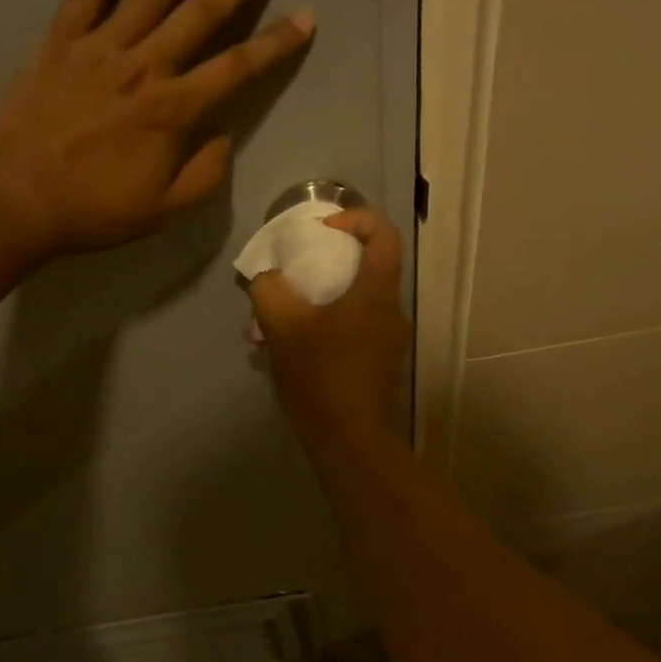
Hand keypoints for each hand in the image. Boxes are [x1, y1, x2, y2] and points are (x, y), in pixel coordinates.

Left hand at [0, 0, 312, 260]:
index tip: (307, 15)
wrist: (13, 198)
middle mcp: (145, 66)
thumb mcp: (163, 210)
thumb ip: (204, 173)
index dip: (276, 43)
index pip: (238, 68)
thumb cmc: (93, 209)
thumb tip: (222, 134)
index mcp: (174, 110)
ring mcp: (101, 46)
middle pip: (205, 9)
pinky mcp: (61, 40)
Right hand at [247, 208, 410, 449]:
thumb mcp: (282, 327)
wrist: (350, 443)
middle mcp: (392, 312)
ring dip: (322, 300)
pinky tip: (294, 349)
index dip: (356, 218)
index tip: (324, 229)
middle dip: (330, 262)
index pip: (384, 234)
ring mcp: (389, 341)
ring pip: (357, 301)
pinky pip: (354, 328)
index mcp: (377, 294)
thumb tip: (268, 278)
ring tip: (282, 319)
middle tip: (294, 275)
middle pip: (369, 267)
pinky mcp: (380, 365)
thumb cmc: (322, 378)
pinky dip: (327, 325)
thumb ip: (270, 290)